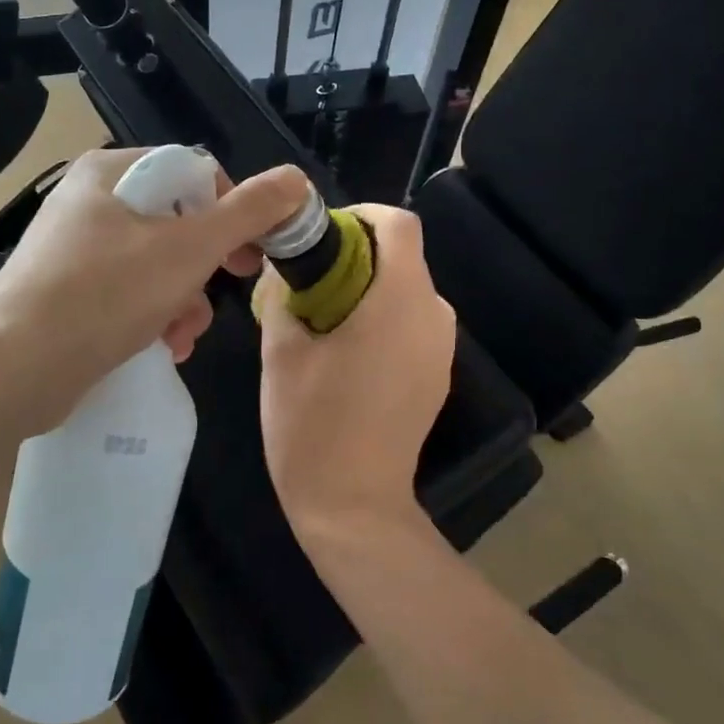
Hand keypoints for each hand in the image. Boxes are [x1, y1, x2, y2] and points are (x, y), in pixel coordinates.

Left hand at [0, 147, 310, 436]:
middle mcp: (89, 204)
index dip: (232, 207)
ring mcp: (74, 251)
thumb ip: (247, 213)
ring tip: (184, 333)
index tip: (254, 249)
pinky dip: (154, 317)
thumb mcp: (188, 248)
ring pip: (155, 264)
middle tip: (234, 286)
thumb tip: (297, 179)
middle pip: (175, 221)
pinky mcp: (68, 295)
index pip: (192, 172)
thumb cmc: (105, 293)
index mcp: (110, 173)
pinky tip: (164, 347)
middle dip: (207, 265)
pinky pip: (128, 294)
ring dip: (184, 299)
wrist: (13, 369)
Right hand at [256, 204, 455, 540]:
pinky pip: (413, 325)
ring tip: (321, 318)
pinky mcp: (438, 377)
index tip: (323, 235)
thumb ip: (283, 295)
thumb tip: (284, 267)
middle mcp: (433, 316)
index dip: (362, 215)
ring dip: (369, 289)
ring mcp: (442, 350)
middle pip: (403, 257)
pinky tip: (346, 354)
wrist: (354, 508)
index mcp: (399, 301)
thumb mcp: (281, 353)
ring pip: (408, 292)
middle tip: (307, 281)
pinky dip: (383, 319)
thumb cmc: (312, 426)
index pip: (399, 224)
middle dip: (357, 255)